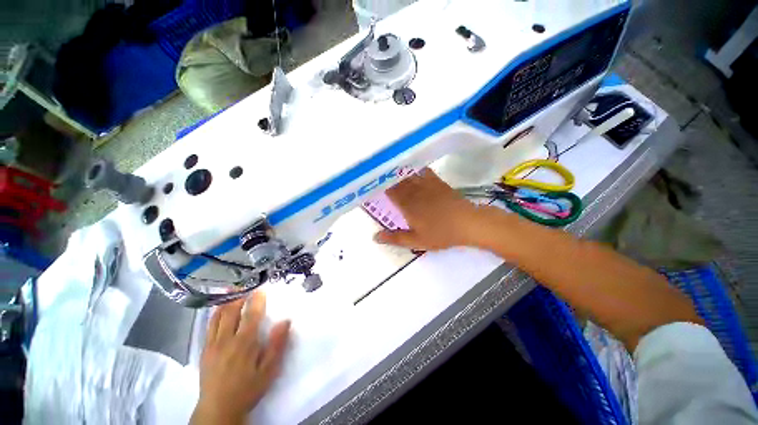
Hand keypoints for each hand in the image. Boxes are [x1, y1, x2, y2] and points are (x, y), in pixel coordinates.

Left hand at [191, 291, 290, 424]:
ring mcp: (212, 344)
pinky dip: (216, 314)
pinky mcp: (204, 350)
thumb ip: (277, 345)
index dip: (257, 300)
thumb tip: (285, 321)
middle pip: (231, 311)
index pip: (251, 315)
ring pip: (217, 317)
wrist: (218, 409)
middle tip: (246, 286)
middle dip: (239, 296)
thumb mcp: (269, 370)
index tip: (261, 289)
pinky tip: (220, 310)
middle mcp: (226, 340)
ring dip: (226, 302)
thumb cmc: (248, 388)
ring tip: (232, 292)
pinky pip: (209, 326)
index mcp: (244, 343)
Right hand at [373, 169, 488, 250]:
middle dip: (389, 181)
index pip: (391, 194)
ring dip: (400, 174)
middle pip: (399, 184)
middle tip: (381, 177)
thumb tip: (374, 237)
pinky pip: (425, 172)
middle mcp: (414, 193)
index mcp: (407, 206)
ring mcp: (427, 186)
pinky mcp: (439, 183)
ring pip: (410, 177)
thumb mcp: (416, 241)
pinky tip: (415, 167)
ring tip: (392, 170)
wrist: (467, 223)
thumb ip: (395, 238)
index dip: (382, 189)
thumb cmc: (440, 234)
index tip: (375, 186)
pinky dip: (418, 169)